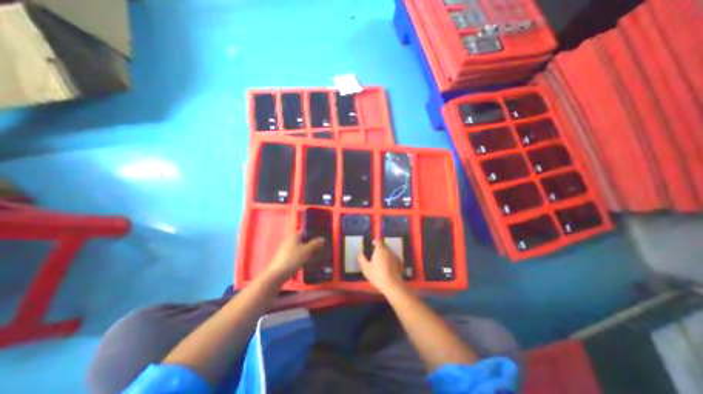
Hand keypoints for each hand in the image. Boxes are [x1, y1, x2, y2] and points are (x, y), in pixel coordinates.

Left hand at [267, 232, 326, 281]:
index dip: (313, 232)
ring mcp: (287, 249)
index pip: (305, 231)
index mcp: (294, 235)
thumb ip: (315, 244)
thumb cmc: (293, 259)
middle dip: (311, 242)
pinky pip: (297, 253)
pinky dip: (303, 255)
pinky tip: (309, 260)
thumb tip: (323, 238)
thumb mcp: (307, 251)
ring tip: (318, 253)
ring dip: (308, 249)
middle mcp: (290, 240)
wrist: (278, 274)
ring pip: (300, 247)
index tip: (321, 236)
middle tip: (322, 245)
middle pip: (303, 239)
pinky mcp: (286, 257)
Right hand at [357, 240, 406, 294]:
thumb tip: (358, 252)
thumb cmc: (377, 275)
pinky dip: (390, 260)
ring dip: (385, 254)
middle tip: (375, 253)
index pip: (378, 242)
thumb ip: (361, 259)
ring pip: (389, 252)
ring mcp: (395, 257)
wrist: (393, 285)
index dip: (375, 242)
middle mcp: (388, 251)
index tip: (372, 243)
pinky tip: (388, 266)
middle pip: (384, 247)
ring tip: (381, 260)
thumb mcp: (366, 268)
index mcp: (380, 250)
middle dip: (380, 248)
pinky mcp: (400, 263)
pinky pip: (393, 258)